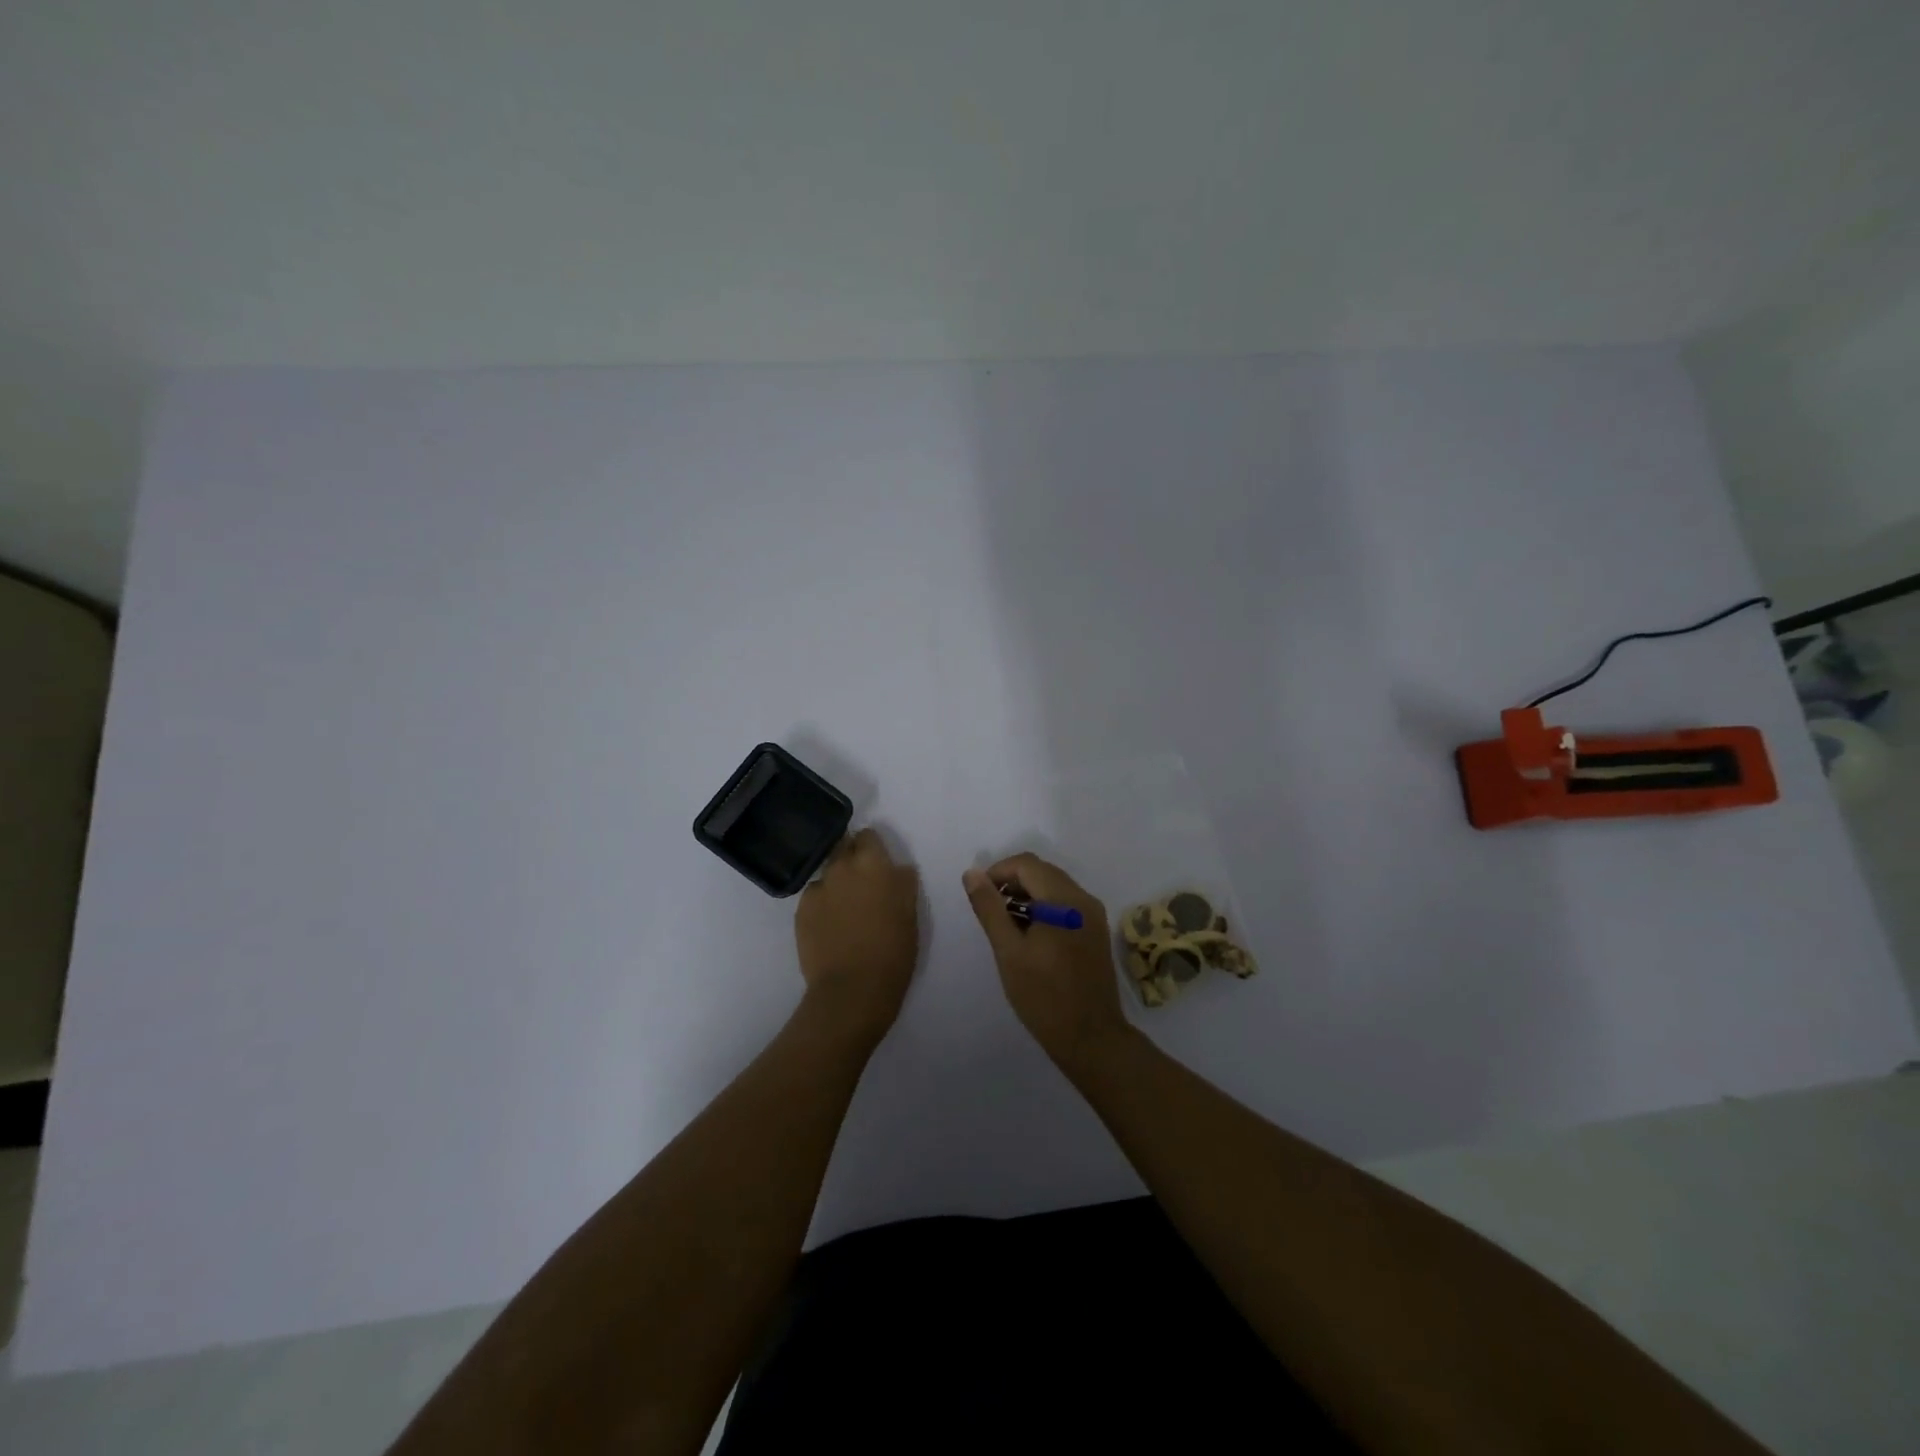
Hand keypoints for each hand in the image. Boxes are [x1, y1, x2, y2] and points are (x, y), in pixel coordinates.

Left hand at [795, 829, 920, 1046]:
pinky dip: (822, 904)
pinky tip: (830, 926)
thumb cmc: (893, 950)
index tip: (879, 863)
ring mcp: (817, 888)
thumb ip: (902, 883)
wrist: (852, 990)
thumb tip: (897, 869)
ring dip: (836, 882)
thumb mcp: (910, 914)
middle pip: (843, 848)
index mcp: (873, 864)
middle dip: (852, 858)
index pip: (868, 835)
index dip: (873, 847)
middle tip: (863, 884)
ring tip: (845, 908)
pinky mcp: (800, 911)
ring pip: (827, 873)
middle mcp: (841, 868)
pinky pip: (814, 897)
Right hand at [963, 853, 1130, 1073]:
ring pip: (1054, 886)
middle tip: (989, 908)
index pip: (1026, 864)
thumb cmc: (1043, 996)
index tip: (978, 894)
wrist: (1091, 1037)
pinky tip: (1028, 932)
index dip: (998, 871)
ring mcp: (1093, 915)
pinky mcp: (1095, 930)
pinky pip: (1066, 903)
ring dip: (1027, 894)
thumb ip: (989, 908)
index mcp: (1064, 900)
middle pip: (1042, 871)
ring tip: (1004, 922)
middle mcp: (1084, 899)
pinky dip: (1044, 907)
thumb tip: (971, 873)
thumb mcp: (1008, 951)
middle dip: (1012, 881)